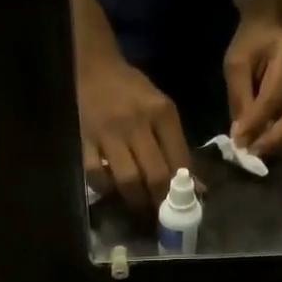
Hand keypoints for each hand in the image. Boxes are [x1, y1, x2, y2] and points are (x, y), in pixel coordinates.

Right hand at [77, 50, 193, 214]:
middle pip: (155, 175)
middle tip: (161, 214)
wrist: (93, 67)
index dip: (184, 188)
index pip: (179, 160)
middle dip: (160, 201)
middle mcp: (137, 123)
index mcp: (162, 113)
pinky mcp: (84, 140)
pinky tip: (112, 190)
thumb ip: (177, 146)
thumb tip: (196, 186)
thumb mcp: (161, 109)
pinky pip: (96, 175)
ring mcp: (108, 133)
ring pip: (127, 180)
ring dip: (136, 201)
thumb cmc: (132, 91)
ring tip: (139, 208)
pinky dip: (106, 189)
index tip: (183, 204)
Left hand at [224, 15, 281, 157]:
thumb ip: (239, 99)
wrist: (273, 26)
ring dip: (280, 141)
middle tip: (253, 155)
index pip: (273, 97)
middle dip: (274, 139)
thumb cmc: (252, 44)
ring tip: (259, 153)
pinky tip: (269, 144)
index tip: (239, 143)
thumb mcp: (237, 65)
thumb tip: (241, 136)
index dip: (256, 122)